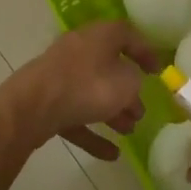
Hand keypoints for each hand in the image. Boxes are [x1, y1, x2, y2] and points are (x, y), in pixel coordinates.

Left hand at [3, 21, 158, 160]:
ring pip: (91, 93)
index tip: (158, 72)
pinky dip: (93, 133)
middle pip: (108, 68)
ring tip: (129, 131)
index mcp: (98, 36)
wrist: (32, 107)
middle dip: (126, 91)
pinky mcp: (46, 101)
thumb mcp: (126, 82)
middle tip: (141, 111)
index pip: (127, 34)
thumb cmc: (87, 86)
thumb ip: (135, 81)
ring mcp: (59, 76)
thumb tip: (130, 83)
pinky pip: (75, 115)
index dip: (145, 51)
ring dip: (112, 112)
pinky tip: (111, 154)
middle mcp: (78, 50)